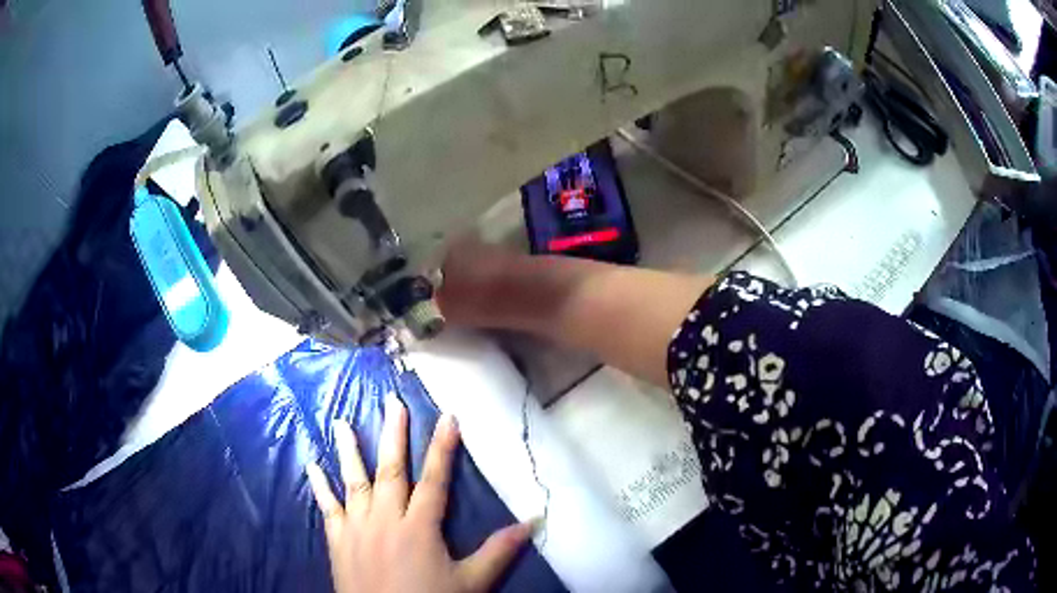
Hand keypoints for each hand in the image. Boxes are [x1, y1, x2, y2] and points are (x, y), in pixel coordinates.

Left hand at [307, 394, 534, 592]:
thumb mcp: (472, 582)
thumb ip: (499, 551)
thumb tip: (533, 522)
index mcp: (419, 527)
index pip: (434, 480)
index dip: (442, 448)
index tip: (447, 417)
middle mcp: (385, 519)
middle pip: (390, 471)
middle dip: (393, 435)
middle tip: (392, 403)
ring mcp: (357, 527)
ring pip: (354, 481)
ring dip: (349, 450)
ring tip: (341, 422)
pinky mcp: (338, 540)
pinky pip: (327, 507)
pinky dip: (319, 485)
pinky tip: (311, 464)